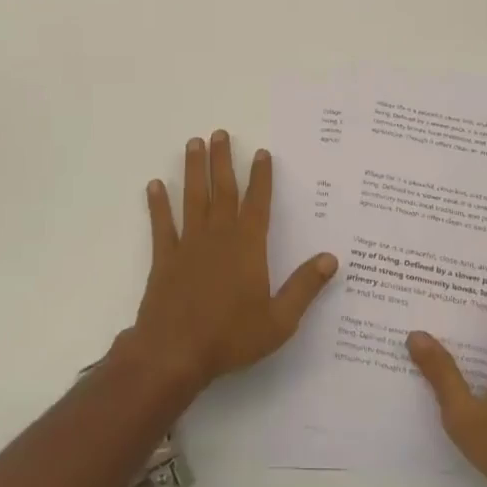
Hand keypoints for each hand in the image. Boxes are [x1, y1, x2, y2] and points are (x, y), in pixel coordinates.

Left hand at [128, 131, 338, 394]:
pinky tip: (154, 185)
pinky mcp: (164, 258)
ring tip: (193, 143)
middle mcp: (218, 236)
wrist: (175, 353)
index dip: (261, 177)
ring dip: (193, 170)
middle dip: (223, 160)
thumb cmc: (231, 337)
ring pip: (192, 198)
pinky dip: (158, 204)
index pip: (258, 203)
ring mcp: (188, 244)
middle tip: (219, 133)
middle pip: (222, 190)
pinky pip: (162, 225)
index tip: (262, 152)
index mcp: (248, 247)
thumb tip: (332, 258)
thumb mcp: (279, 320)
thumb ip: (305, 287)